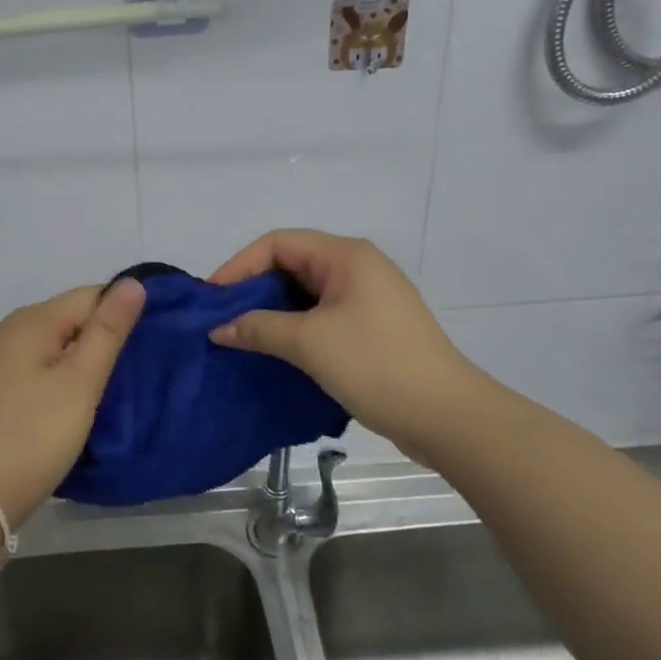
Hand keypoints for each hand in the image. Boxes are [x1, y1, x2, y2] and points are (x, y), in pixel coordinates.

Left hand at [0, 279, 145, 527]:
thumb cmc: (34, 436)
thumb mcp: (80, 382)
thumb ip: (108, 330)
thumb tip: (133, 282)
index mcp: (31, 320)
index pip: (90, 295)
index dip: (121, 315)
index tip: (148, 347)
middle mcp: (10, 329)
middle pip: (72, 317)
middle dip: (103, 338)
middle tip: (133, 374)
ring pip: (56, 344)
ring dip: (84, 360)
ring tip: (110, 391)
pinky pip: (39, 365)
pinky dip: (62, 377)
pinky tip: (74, 404)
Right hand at [208, 229, 489, 461]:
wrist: (448, 416)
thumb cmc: (376, 365)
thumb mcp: (309, 343)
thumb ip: (259, 328)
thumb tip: (219, 329)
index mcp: (346, 255)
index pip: (278, 243)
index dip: (240, 265)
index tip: (213, 299)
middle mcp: (358, 266)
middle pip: (292, 264)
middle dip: (254, 288)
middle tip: (223, 319)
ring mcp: (369, 297)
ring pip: (307, 293)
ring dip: (274, 311)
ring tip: (243, 337)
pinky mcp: (374, 327)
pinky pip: (323, 315)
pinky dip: (296, 327)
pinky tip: (277, 351)